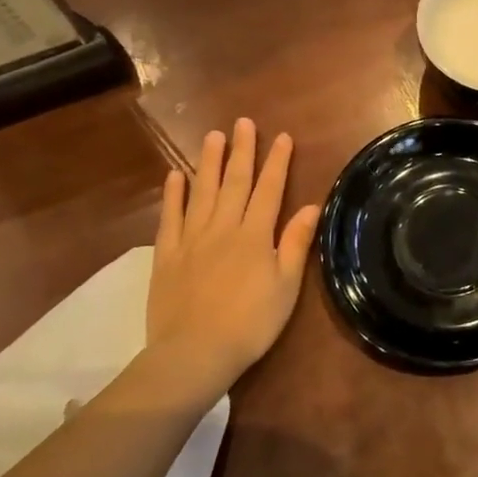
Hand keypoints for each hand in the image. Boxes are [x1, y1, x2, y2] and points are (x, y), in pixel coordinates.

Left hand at [145, 118, 319, 386]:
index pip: (270, 190)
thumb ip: (295, 244)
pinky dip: (173, 195)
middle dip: (242, 151)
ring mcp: (192, 239)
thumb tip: (310, 206)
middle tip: (243, 123)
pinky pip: (170, 217)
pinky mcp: (166, 255)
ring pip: (202, 192)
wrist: (194, 353)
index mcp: (255, 236)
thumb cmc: (250, 323)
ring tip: (213, 136)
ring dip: (209, 162)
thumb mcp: (286, 286)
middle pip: (235, 182)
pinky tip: (175, 175)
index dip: (277, 162)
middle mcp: (224, 228)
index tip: (282, 137)